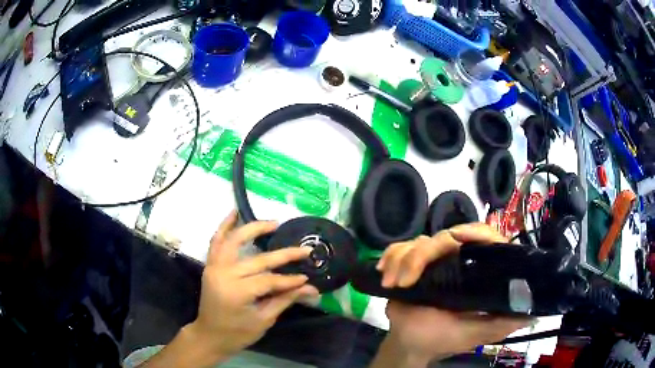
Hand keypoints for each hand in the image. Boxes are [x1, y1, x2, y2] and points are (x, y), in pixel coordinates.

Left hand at [142, 211, 316, 366]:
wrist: (209, 335)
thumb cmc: (237, 333)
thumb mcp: (264, 320)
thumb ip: (285, 299)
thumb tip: (311, 288)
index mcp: (237, 292)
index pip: (269, 280)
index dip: (289, 280)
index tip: (307, 278)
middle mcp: (224, 274)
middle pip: (257, 260)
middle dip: (283, 255)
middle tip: (303, 250)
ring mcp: (214, 267)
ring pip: (234, 240)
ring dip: (253, 228)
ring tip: (273, 223)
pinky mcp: (210, 265)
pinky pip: (216, 241)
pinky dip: (224, 226)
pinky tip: (235, 213)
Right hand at [372, 224, 529, 367]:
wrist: (407, 342)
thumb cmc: (442, 339)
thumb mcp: (475, 333)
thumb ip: (502, 323)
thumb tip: (535, 312)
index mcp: (479, 273)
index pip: (486, 238)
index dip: (475, 232)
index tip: (456, 239)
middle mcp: (460, 261)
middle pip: (446, 236)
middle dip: (422, 256)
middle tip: (407, 279)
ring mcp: (435, 261)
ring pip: (419, 241)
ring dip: (403, 262)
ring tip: (394, 284)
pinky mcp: (412, 263)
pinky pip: (399, 247)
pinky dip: (390, 257)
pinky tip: (385, 276)